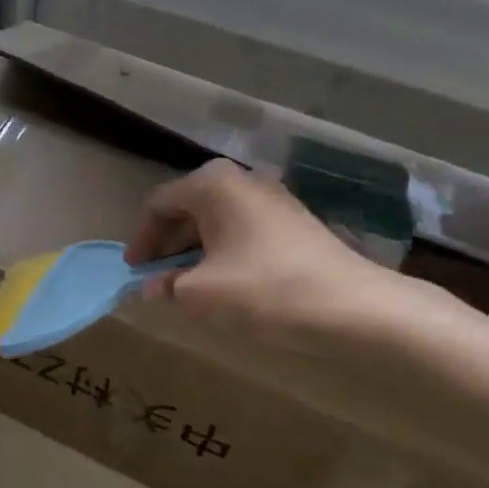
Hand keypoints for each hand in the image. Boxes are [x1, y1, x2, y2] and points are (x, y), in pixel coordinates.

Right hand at [125, 159, 406, 347]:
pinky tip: (224, 281)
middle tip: (156, 277)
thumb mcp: (201, 294)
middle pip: (187, 207)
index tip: (133, 271)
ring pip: (215, 219)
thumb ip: (166, 286)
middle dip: (167, 243)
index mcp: (211, 184)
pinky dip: (223, 250)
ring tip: (187, 284)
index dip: (140, 239)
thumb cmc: (265, 290)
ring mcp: (272, 197)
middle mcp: (241, 180)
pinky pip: (242, 228)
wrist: (354, 308)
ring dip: (195, 249)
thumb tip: (149, 288)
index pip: (158, 204)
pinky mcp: (294, 221)